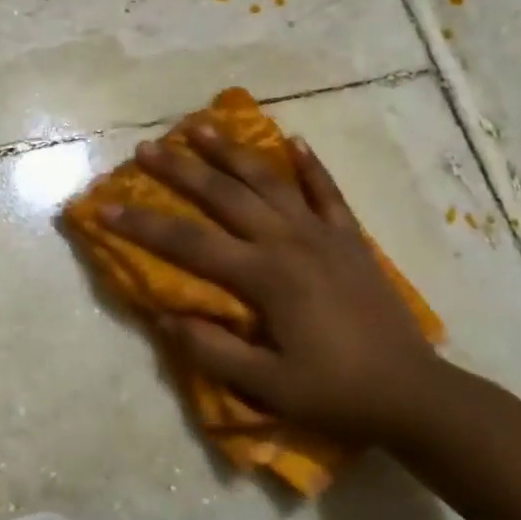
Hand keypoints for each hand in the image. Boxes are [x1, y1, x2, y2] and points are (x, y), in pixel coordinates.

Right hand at [103, 125, 446, 446]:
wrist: (414, 394)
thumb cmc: (336, 392)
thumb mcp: (268, 386)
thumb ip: (212, 350)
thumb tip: (165, 317)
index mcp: (264, 276)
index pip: (189, 242)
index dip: (143, 225)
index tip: (106, 207)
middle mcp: (288, 241)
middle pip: (224, 195)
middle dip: (180, 170)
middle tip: (147, 148)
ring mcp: (322, 234)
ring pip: (269, 180)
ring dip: (232, 151)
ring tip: (202, 125)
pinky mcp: (350, 238)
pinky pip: (327, 191)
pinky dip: (310, 165)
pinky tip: (294, 141)